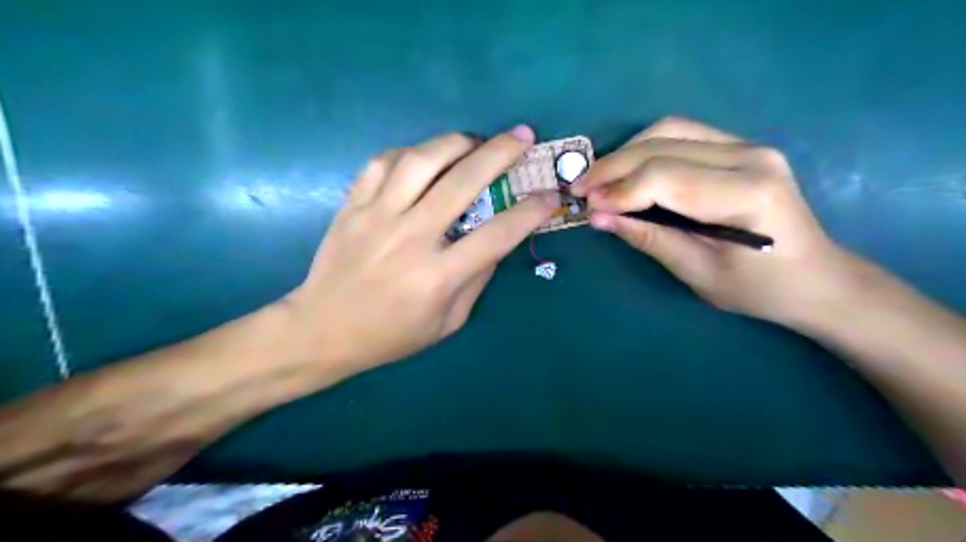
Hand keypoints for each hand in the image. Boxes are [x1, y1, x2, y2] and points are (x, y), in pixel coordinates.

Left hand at [286, 125, 558, 374]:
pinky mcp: (352, 205)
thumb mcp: (447, 322)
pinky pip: (382, 162)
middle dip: (500, 153)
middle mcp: (410, 238)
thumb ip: (476, 280)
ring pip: (420, 160)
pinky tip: (424, 157)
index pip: (496, 235)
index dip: (529, 212)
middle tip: (522, 137)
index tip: (549, 196)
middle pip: (462, 183)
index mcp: (438, 276)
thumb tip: (498, 241)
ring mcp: (377, 216)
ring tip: (474, 141)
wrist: (322, 329)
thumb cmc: (390, 335)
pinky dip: (409, 152)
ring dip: (455, 142)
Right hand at [572, 117, 851, 324]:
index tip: (586, 206)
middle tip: (580, 190)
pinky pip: (681, 135)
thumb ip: (649, 239)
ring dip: (626, 152)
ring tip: (599, 180)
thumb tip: (598, 217)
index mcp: (747, 195)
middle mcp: (751, 156)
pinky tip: (628, 171)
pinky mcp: (740, 147)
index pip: (665, 177)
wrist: (816, 277)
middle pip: (663, 145)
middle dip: (613, 167)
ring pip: (669, 130)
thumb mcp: (699, 274)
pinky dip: (646, 150)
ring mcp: (748, 145)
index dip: (619, 190)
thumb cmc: (760, 288)